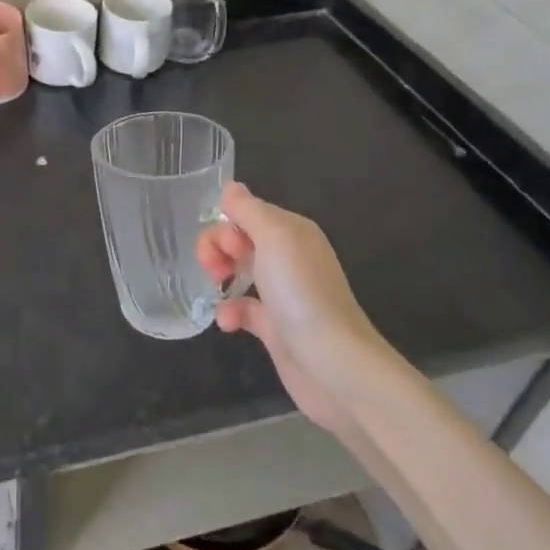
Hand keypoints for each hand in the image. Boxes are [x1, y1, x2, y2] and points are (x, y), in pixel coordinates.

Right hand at [196, 182, 390, 435]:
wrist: (333, 363)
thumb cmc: (302, 293)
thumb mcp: (274, 237)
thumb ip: (248, 209)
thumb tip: (229, 187)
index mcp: (292, 232)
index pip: (247, 213)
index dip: (227, 225)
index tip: (227, 248)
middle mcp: (288, 258)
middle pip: (239, 239)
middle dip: (217, 248)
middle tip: (215, 270)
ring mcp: (282, 293)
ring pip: (237, 271)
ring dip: (219, 276)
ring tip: (216, 291)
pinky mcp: (274, 327)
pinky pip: (242, 308)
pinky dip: (229, 312)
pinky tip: (227, 323)